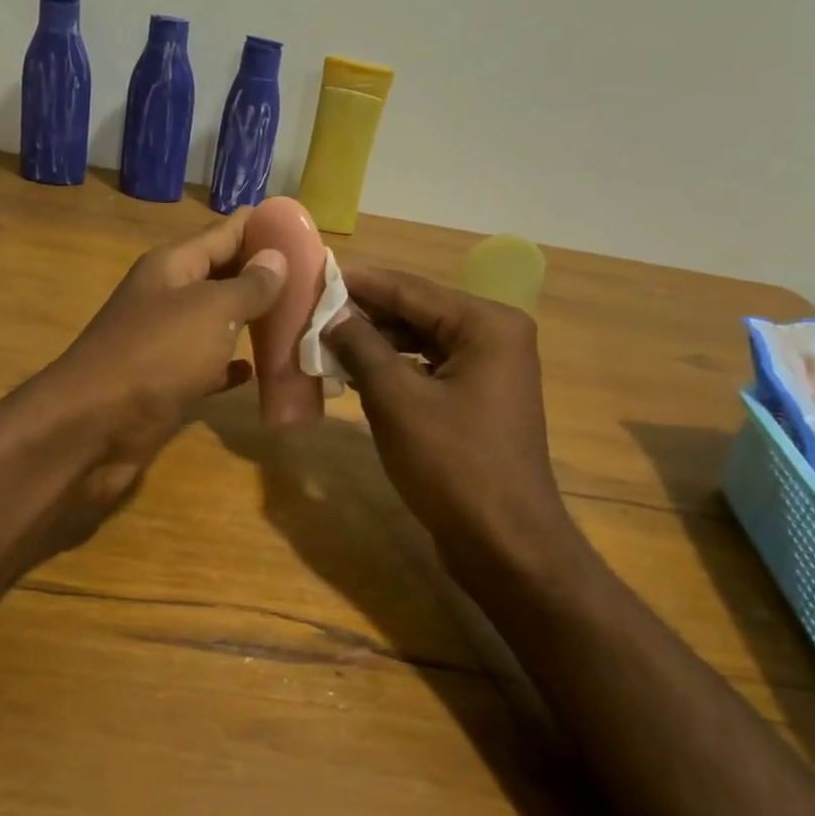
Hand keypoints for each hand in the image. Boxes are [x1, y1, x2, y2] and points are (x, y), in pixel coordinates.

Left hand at [19, 210, 287, 522]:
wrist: (95, 426)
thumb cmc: (157, 355)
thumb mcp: (211, 310)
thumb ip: (248, 285)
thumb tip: (277, 257)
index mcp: (174, 266)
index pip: (225, 232)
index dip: (263, 227)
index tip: (306, 231)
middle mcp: (168, 297)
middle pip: (223, 276)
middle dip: (266, 276)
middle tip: (315, 282)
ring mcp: (165, 342)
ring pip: (218, 322)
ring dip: (253, 322)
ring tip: (300, 321)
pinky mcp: (167, 382)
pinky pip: (207, 366)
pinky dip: (231, 366)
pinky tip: (257, 371)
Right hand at [323, 266, 575, 583]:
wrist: (504, 542)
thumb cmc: (452, 464)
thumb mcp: (397, 400)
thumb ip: (362, 348)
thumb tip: (331, 315)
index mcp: (487, 324)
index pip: (411, 290)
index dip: (360, 283)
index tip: (314, 272)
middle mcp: (494, 338)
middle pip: (418, 313)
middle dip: (365, 315)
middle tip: (310, 311)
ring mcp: (489, 372)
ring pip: (420, 343)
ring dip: (375, 344)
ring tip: (323, 341)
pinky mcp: (477, 402)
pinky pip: (427, 371)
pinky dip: (392, 370)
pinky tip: (354, 374)